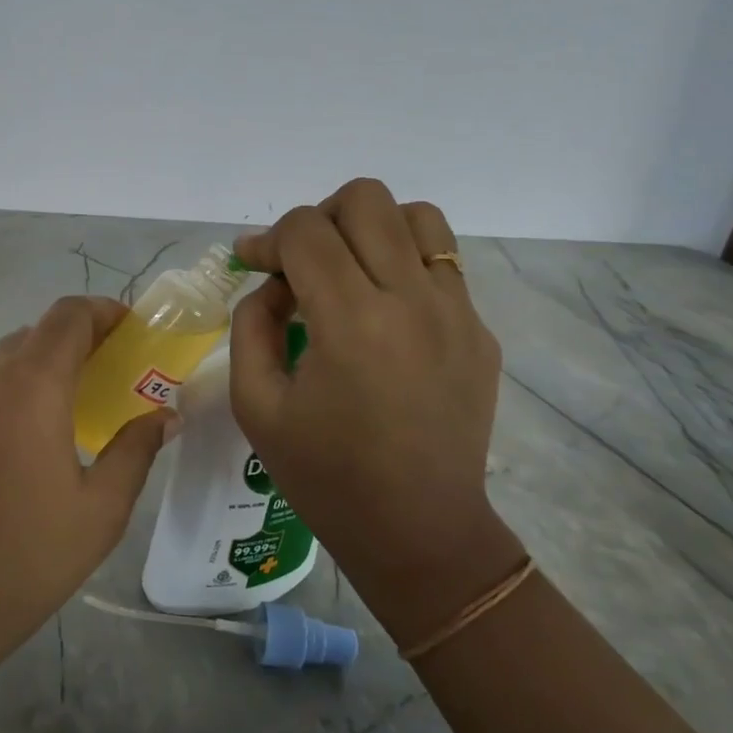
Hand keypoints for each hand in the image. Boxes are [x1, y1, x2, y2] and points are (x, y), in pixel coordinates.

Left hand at [0, 296, 176, 720]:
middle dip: (71, 348)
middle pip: (33, 336)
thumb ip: (136, 451)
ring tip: (50, 427)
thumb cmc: (18, 563)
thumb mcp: (98, 514)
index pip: (68, 315)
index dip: (101, 310)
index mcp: (30, 386)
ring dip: (30, 376)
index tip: (127, 329)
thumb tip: (165, 415)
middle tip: (99, 386)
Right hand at [229, 178, 522, 643]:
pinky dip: (404, 263)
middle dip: (318, 219)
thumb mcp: (256, 405)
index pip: (305, 231)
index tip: (252, 263)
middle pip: (365, 200)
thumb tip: (272, 283)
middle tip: (301, 263)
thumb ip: (251, 325)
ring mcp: (457, 312)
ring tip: (349, 270)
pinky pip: (443, 262)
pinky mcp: (480, 330)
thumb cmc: (326, 476)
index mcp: (351, 323)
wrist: (419, 533)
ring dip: (371, 228)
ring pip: (417, 215)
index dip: (268, 238)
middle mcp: (412, 301)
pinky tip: (385, 309)